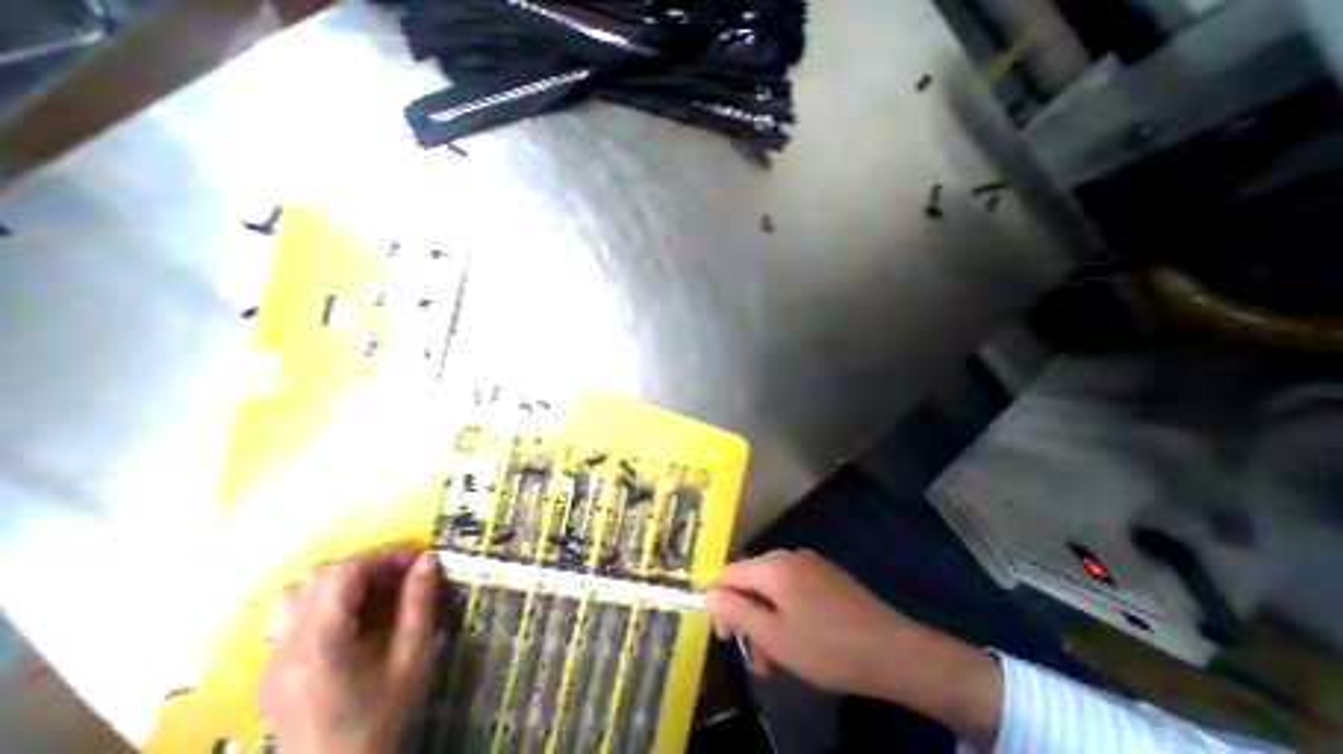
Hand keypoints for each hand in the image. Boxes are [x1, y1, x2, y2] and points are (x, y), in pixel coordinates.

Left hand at [255, 542, 434, 753]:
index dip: (386, 554)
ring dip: (345, 579)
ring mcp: (272, 660)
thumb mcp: (414, 657)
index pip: (345, 572)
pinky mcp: (272, 670)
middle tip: (405, 573)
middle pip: (320, 576)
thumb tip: (428, 559)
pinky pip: (294, 614)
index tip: (421, 556)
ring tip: (379, 590)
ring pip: (301, 592)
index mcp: (319, 644)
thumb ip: (420, 603)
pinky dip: (328, 599)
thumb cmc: (382, 718)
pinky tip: (354, 616)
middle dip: (369, 563)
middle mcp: (286, 646)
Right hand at [706, 547, 1000, 748]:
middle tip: (756, 659)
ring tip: (777, 661)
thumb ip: (736, 611)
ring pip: (773, 589)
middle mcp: (789, 557)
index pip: (729, 572)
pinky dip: (786, 613)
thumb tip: (707, 593)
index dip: (718, 600)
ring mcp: (810, 564)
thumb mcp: (775, 636)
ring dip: (767, 621)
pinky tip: (799, 640)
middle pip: (752, 581)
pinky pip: (794, 589)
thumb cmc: (827, 647)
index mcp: (773, 566)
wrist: (894, 652)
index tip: (724, 635)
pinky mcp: (826, 576)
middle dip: (747, 618)